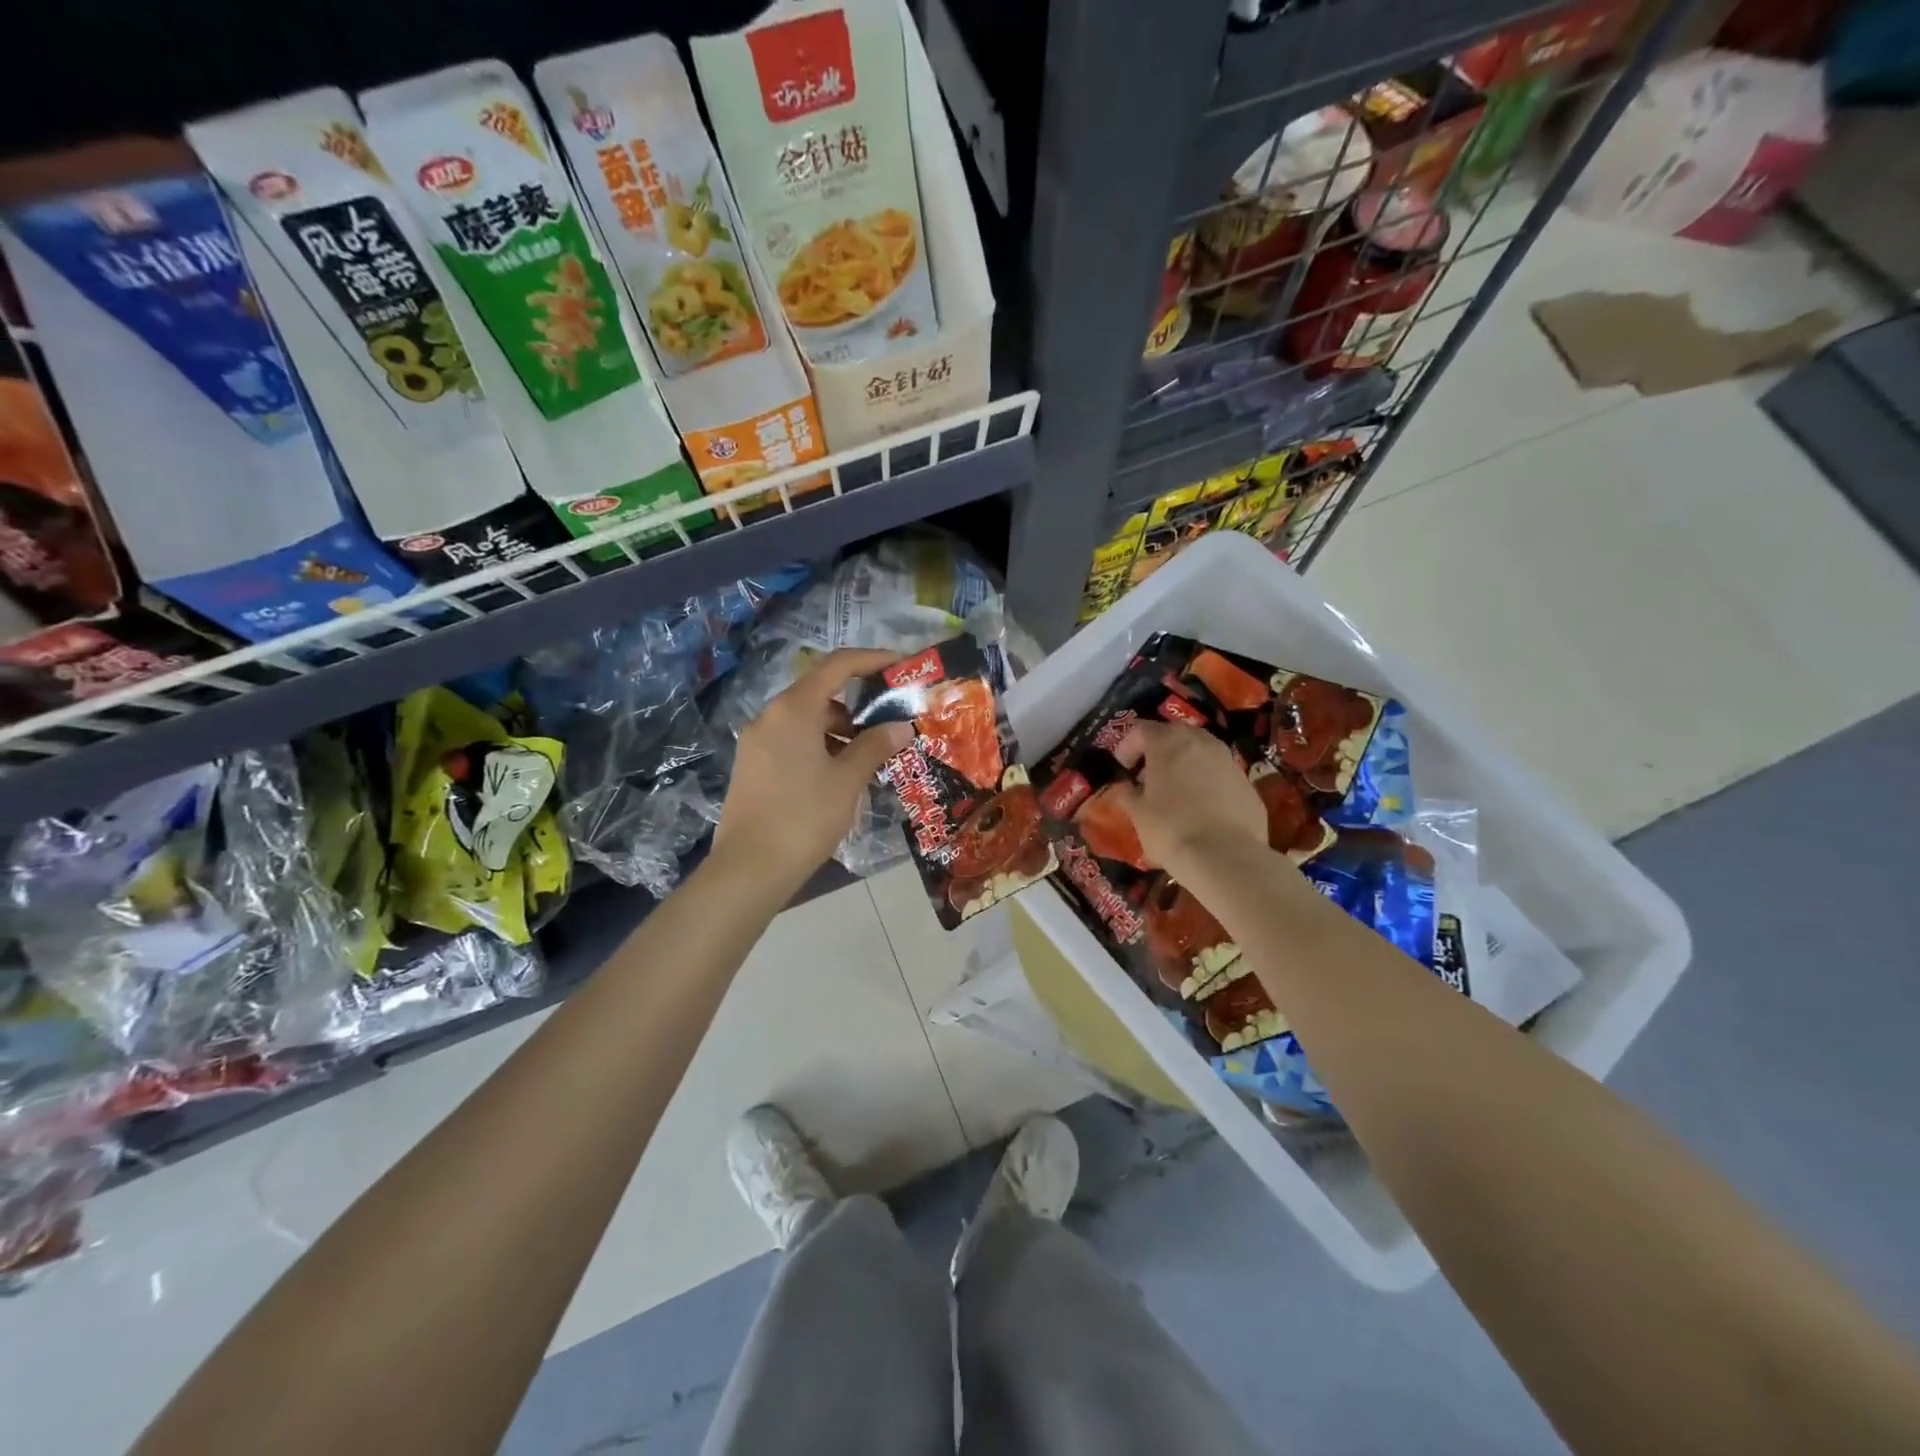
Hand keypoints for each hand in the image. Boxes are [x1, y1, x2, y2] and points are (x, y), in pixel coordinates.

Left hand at [712, 648, 913, 891]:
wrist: (749, 869)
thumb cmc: (804, 817)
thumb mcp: (847, 780)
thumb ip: (875, 746)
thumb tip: (900, 727)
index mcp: (793, 709)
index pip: (837, 665)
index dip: (872, 659)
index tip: (901, 665)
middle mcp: (770, 717)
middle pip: (820, 692)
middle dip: (859, 702)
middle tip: (891, 721)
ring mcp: (757, 742)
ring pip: (806, 720)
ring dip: (840, 728)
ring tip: (871, 754)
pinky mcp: (753, 766)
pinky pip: (792, 741)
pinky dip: (820, 745)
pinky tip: (840, 774)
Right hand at [1111, 720, 1267, 878]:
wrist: (1225, 856)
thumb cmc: (1170, 829)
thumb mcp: (1138, 814)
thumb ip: (1128, 794)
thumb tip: (1125, 788)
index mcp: (1168, 743)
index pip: (1141, 729)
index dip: (1128, 745)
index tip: (1123, 768)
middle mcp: (1201, 742)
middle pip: (1175, 734)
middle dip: (1159, 750)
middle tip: (1148, 776)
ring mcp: (1229, 761)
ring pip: (1202, 752)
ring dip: (1186, 764)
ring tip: (1176, 790)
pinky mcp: (1248, 784)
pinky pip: (1221, 775)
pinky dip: (1208, 783)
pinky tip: (1202, 809)